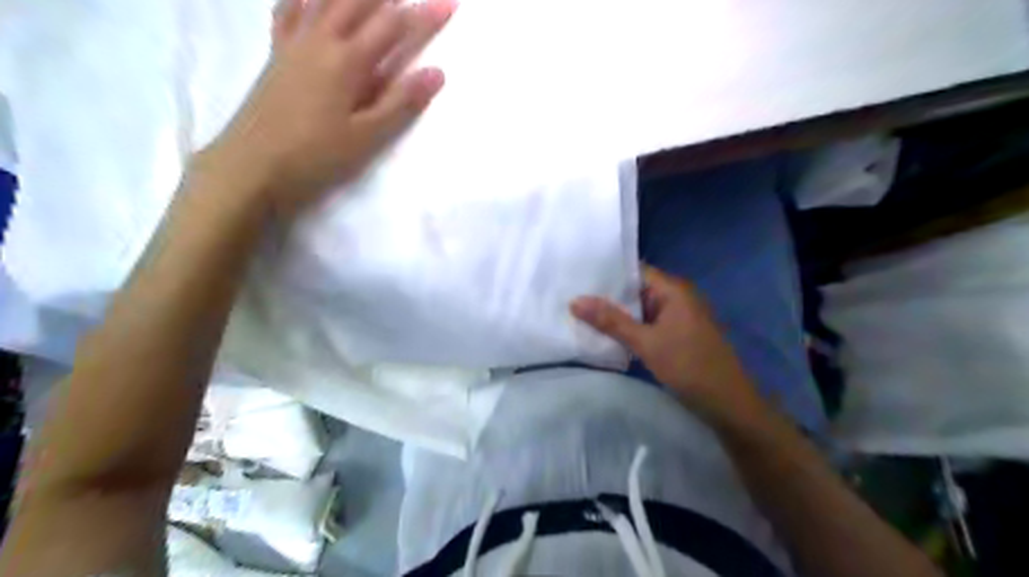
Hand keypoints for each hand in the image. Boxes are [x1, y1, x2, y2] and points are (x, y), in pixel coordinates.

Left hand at [198, 1, 454, 218]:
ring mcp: (294, 43)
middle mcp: (321, 40)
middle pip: (359, 1)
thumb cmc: (316, 156)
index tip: (450, 3)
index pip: (395, 27)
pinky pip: (290, 10)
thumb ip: (401, 103)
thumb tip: (437, 72)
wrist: (252, 166)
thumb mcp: (367, 137)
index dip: (425, 15)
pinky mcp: (276, 54)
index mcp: (348, 61)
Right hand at [571, 267, 763, 423]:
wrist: (728, 403)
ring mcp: (678, 317)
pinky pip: (648, 324)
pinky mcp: (677, 335)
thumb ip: (610, 321)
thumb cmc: (689, 366)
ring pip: (641, 309)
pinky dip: (630, 328)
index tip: (579, 277)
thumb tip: (575, 301)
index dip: (608, 274)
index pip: (635, 271)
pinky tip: (606, 334)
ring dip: (617, 315)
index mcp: (674, 290)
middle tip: (573, 297)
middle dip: (608, 296)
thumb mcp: (646, 343)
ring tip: (581, 314)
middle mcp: (677, 297)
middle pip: (636, 290)